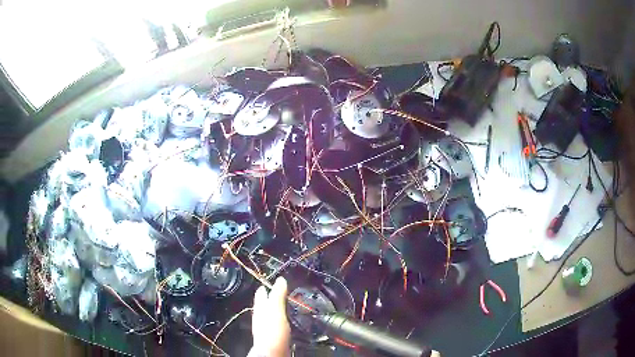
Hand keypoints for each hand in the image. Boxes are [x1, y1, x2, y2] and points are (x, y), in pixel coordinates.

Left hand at [251, 277, 290, 356]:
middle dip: (271, 297)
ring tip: (287, 304)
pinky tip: (288, 321)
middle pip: (265, 303)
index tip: (272, 279)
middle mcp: (261, 316)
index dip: (266, 286)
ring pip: (271, 313)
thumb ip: (277, 295)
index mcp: (260, 307)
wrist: (272, 352)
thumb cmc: (272, 330)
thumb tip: (280, 279)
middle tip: (282, 290)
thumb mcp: (276, 309)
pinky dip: (282, 319)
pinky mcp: (274, 335)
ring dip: (277, 308)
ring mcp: (267, 326)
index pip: (261, 293)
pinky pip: (277, 323)